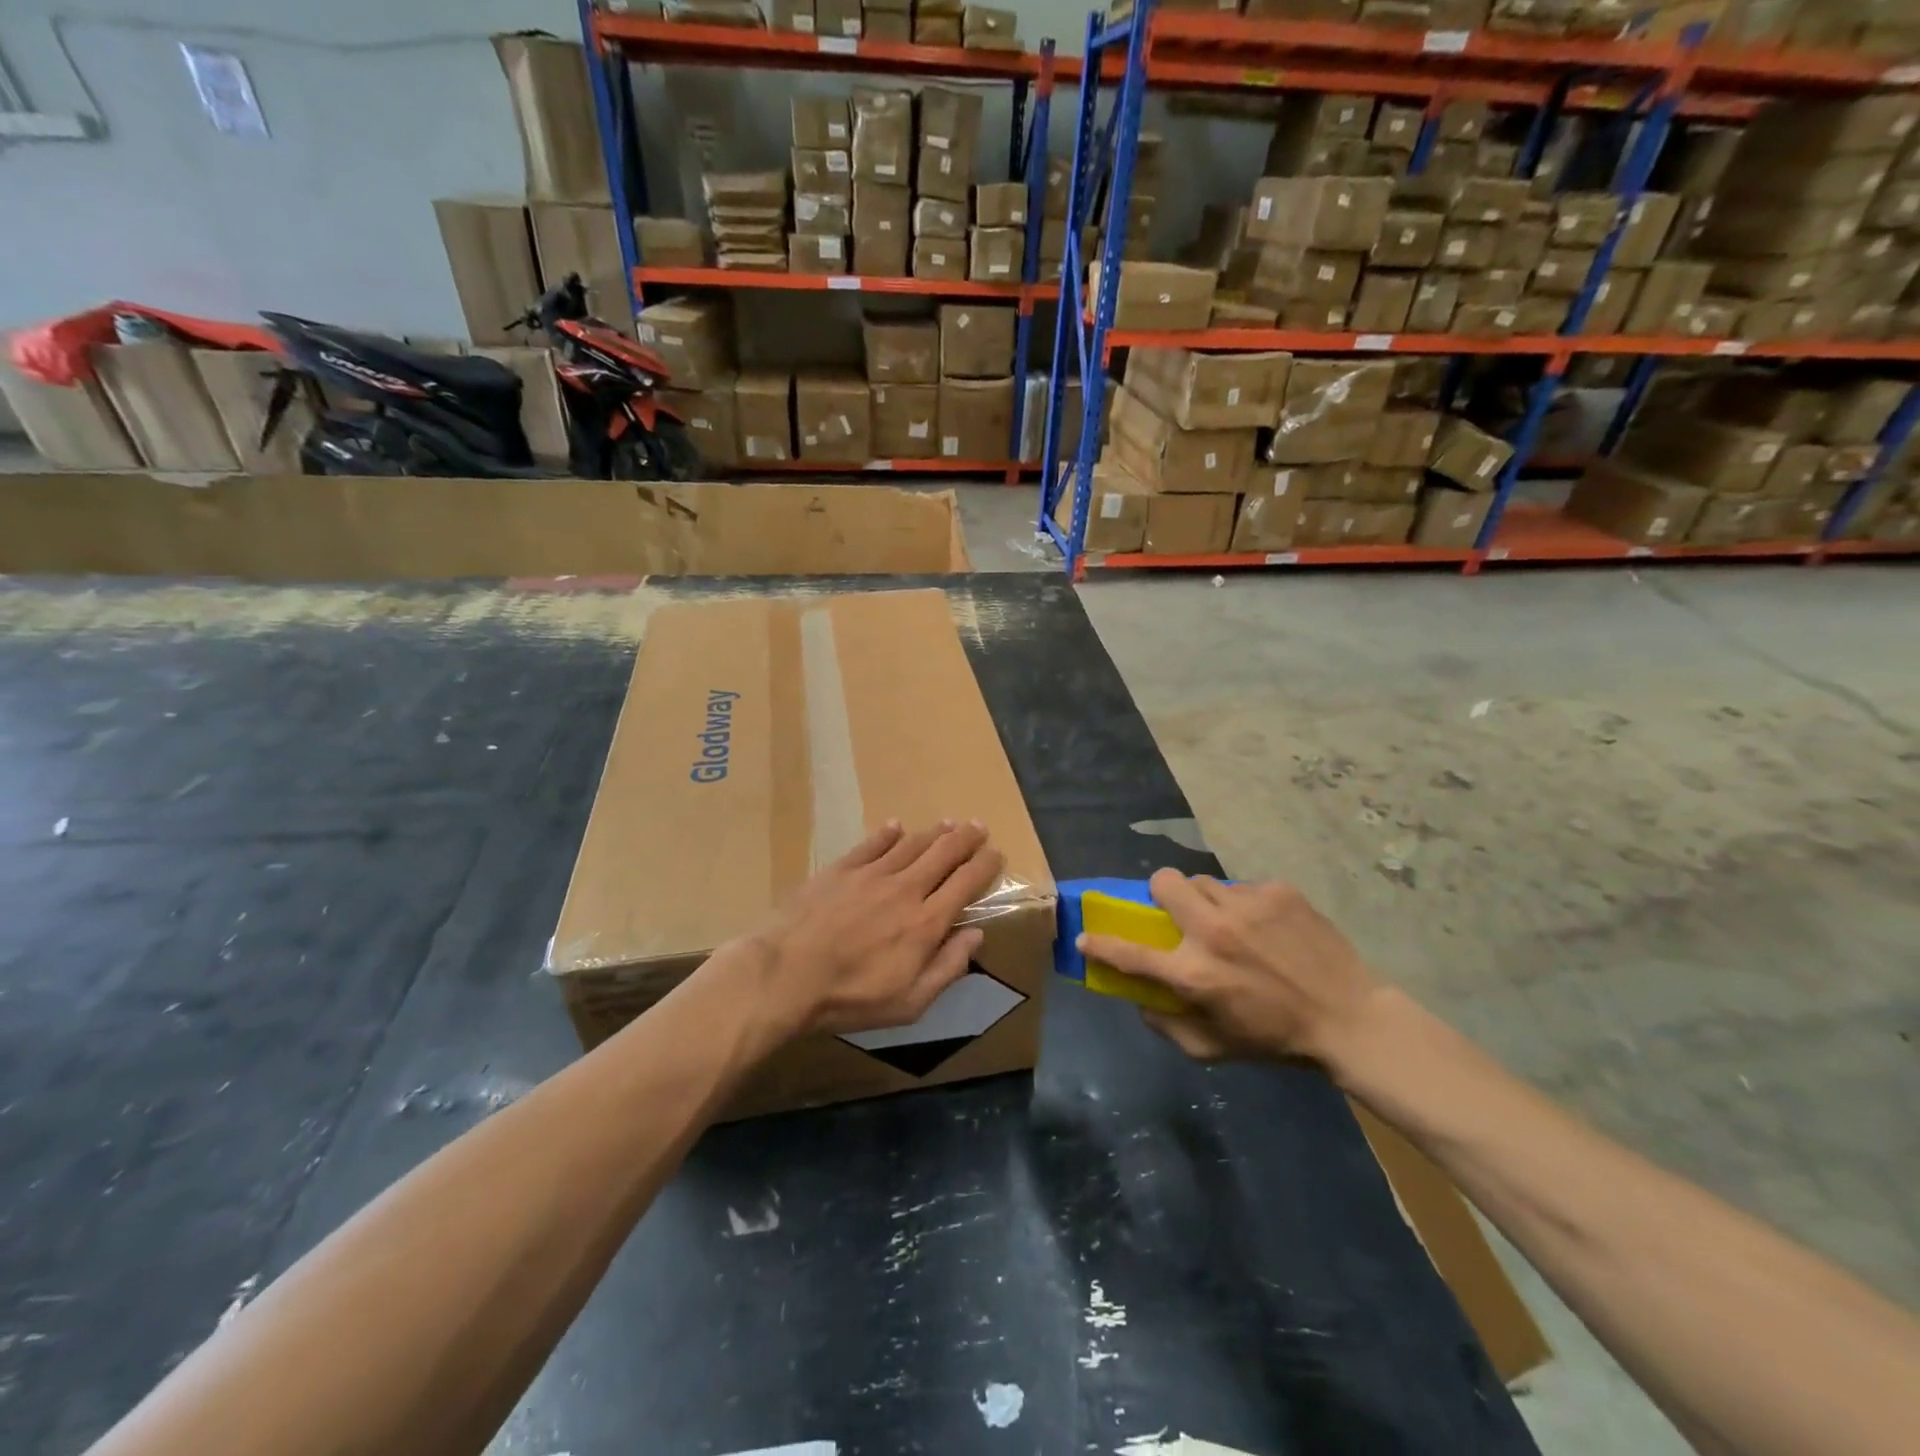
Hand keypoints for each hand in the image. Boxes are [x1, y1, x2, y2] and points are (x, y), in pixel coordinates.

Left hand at [734, 820, 1005, 1045]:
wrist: (787, 974)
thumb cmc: (851, 997)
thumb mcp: (910, 1001)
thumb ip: (948, 966)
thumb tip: (976, 935)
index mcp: (926, 921)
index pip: (966, 883)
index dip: (985, 865)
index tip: (996, 854)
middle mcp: (906, 888)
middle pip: (943, 853)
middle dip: (966, 838)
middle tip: (978, 827)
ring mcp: (871, 874)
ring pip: (912, 844)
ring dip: (934, 832)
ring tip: (948, 823)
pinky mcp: (841, 868)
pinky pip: (872, 844)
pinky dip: (887, 833)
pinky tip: (895, 826)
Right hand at [1079, 870, 1382, 1071]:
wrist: (1350, 1018)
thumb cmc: (1276, 1040)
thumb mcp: (1214, 1049)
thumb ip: (1167, 1026)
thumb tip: (1138, 998)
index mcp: (1193, 974)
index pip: (1129, 953)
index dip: (1100, 944)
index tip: (1085, 937)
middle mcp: (1212, 932)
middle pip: (1163, 882)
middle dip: (1162, 894)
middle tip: (1179, 914)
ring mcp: (1246, 906)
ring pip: (1202, 880)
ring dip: (1204, 899)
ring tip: (1229, 922)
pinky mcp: (1277, 892)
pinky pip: (1242, 887)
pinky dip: (1245, 905)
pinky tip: (1268, 928)